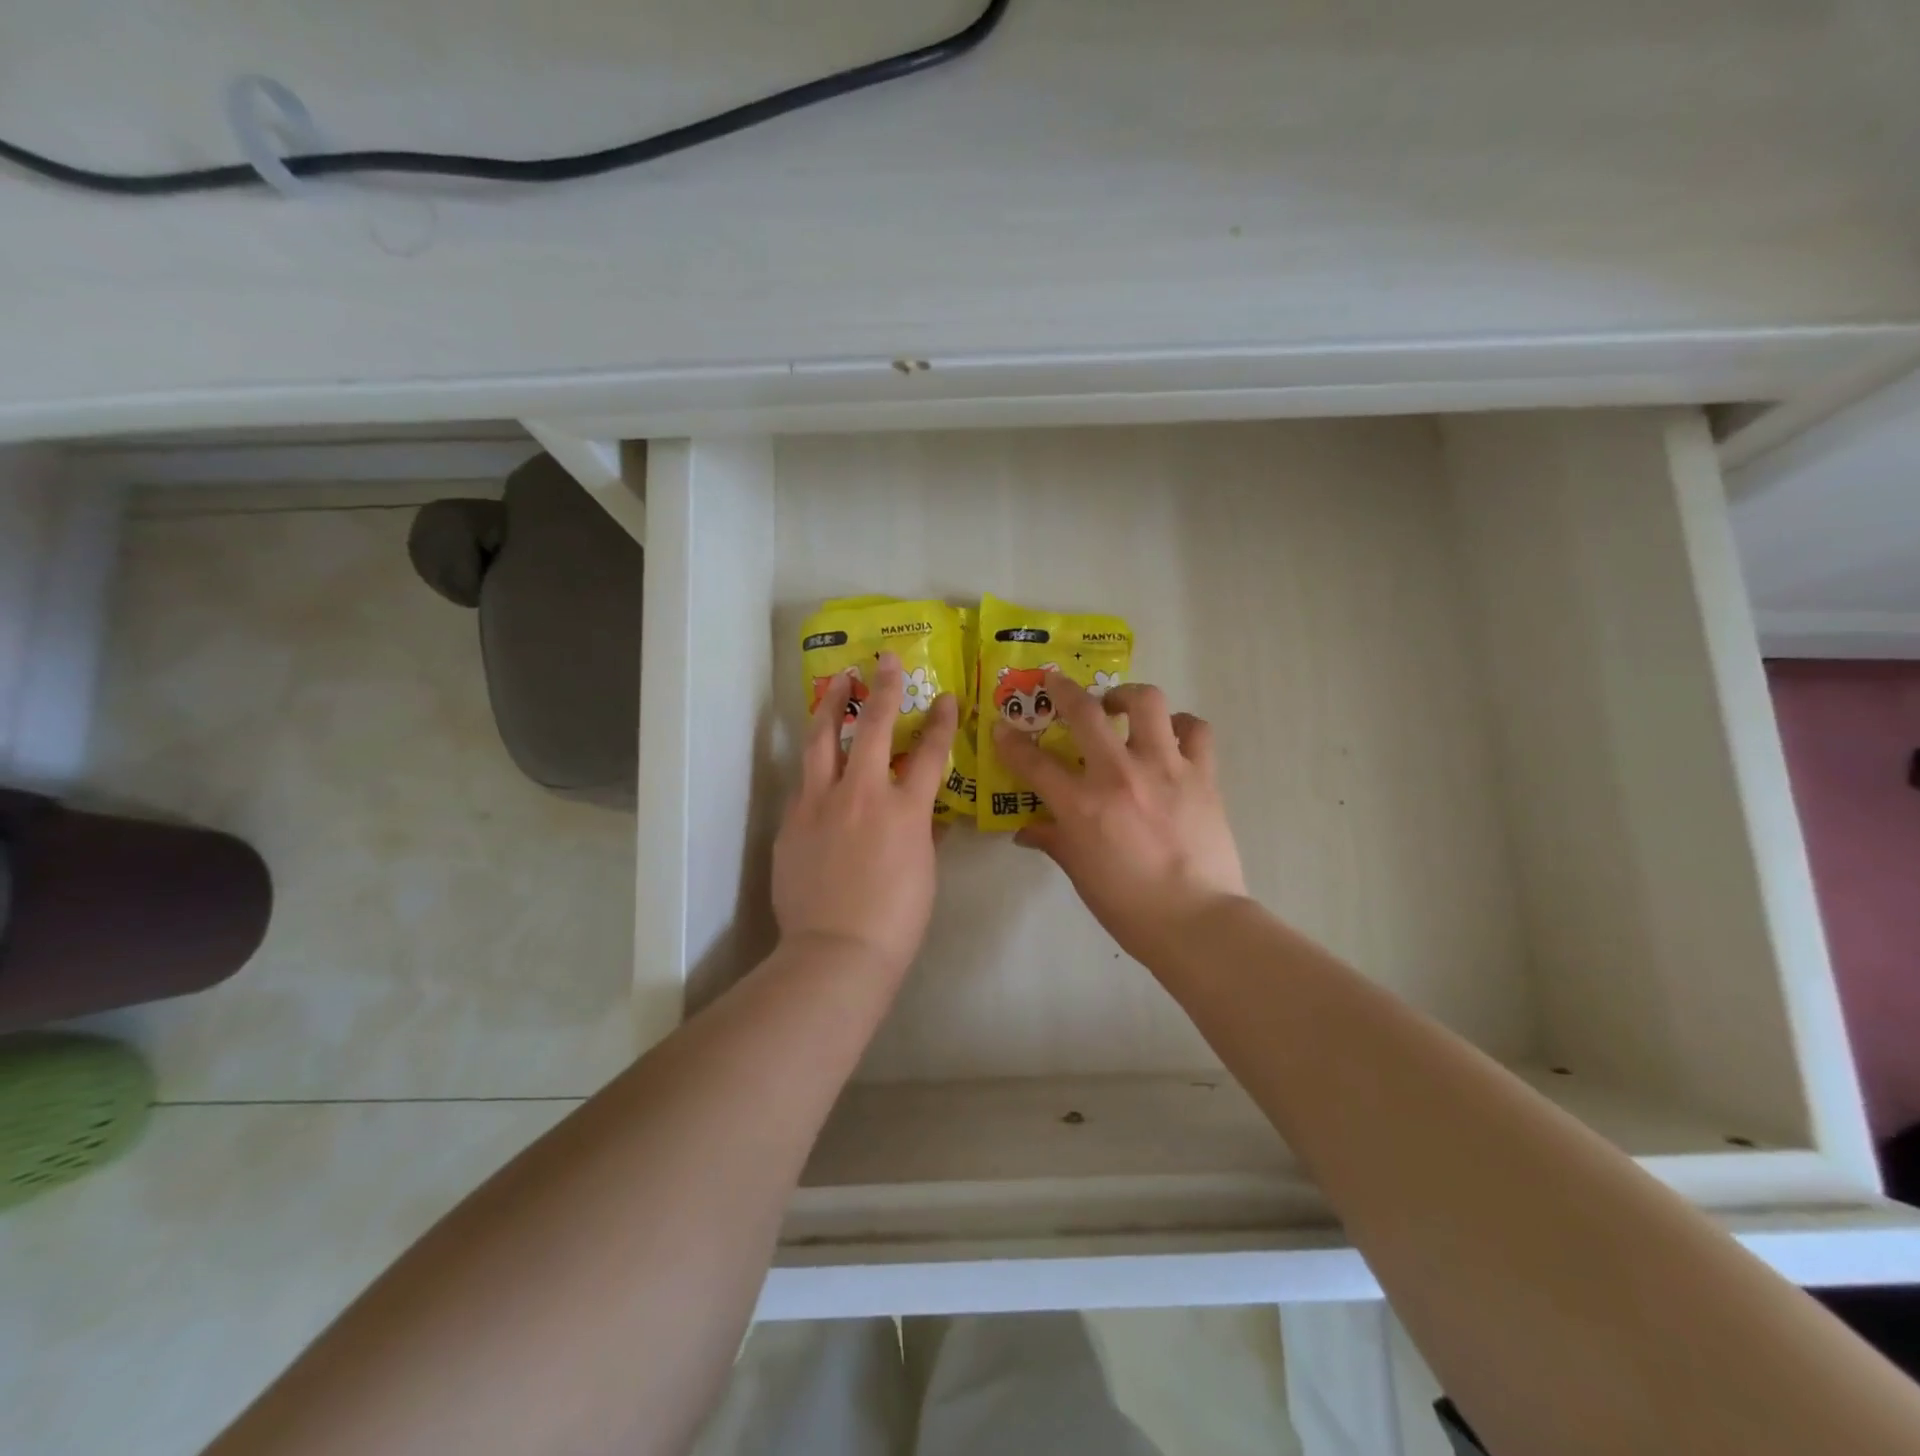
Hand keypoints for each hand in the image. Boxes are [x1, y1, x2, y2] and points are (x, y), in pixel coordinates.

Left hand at [773, 651, 959, 975]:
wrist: (836, 951)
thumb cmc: (896, 920)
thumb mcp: (923, 872)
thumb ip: (922, 834)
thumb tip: (923, 819)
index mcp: (905, 809)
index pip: (931, 752)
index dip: (942, 721)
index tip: (947, 698)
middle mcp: (862, 793)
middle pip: (875, 726)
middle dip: (884, 687)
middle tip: (883, 660)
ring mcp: (820, 803)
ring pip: (823, 739)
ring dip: (833, 706)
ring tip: (838, 684)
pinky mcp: (791, 821)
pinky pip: (805, 783)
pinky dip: (816, 766)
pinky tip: (820, 765)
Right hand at [992, 674, 1248, 969]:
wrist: (1196, 921)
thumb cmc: (1128, 906)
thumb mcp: (1079, 873)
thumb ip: (1052, 841)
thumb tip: (1025, 831)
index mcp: (1082, 805)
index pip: (1034, 762)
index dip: (1011, 742)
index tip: (1002, 728)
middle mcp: (1120, 775)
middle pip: (1085, 713)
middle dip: (1063, 690)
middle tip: (1056, 683)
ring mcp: (1165, 769)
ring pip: (1147, 703)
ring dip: (1127, 695)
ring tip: (1120, 704)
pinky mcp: (1202, 775)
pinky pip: (1195, 731)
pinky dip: (1181, 725)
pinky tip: (1171, 736)